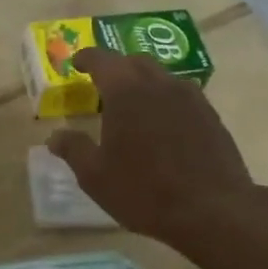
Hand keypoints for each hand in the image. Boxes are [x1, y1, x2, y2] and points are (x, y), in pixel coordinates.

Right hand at [47, 48, 262, 252]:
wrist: (212, 210)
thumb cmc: (143, 190)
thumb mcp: (95, 176)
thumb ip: (74, 149)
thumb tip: (55, 136)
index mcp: (126, 91)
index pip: (102, 59)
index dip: (86, 58)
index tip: (76, 63)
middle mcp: (160, 84)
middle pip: (135, 62)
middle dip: (116, 67)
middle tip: (102, 84)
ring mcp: (191, 98)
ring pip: (162, 77)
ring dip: (143, 83)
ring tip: (133, 105)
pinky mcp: (211, 116)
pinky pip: (182, 96)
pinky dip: (165, 100)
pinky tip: (161, 125)